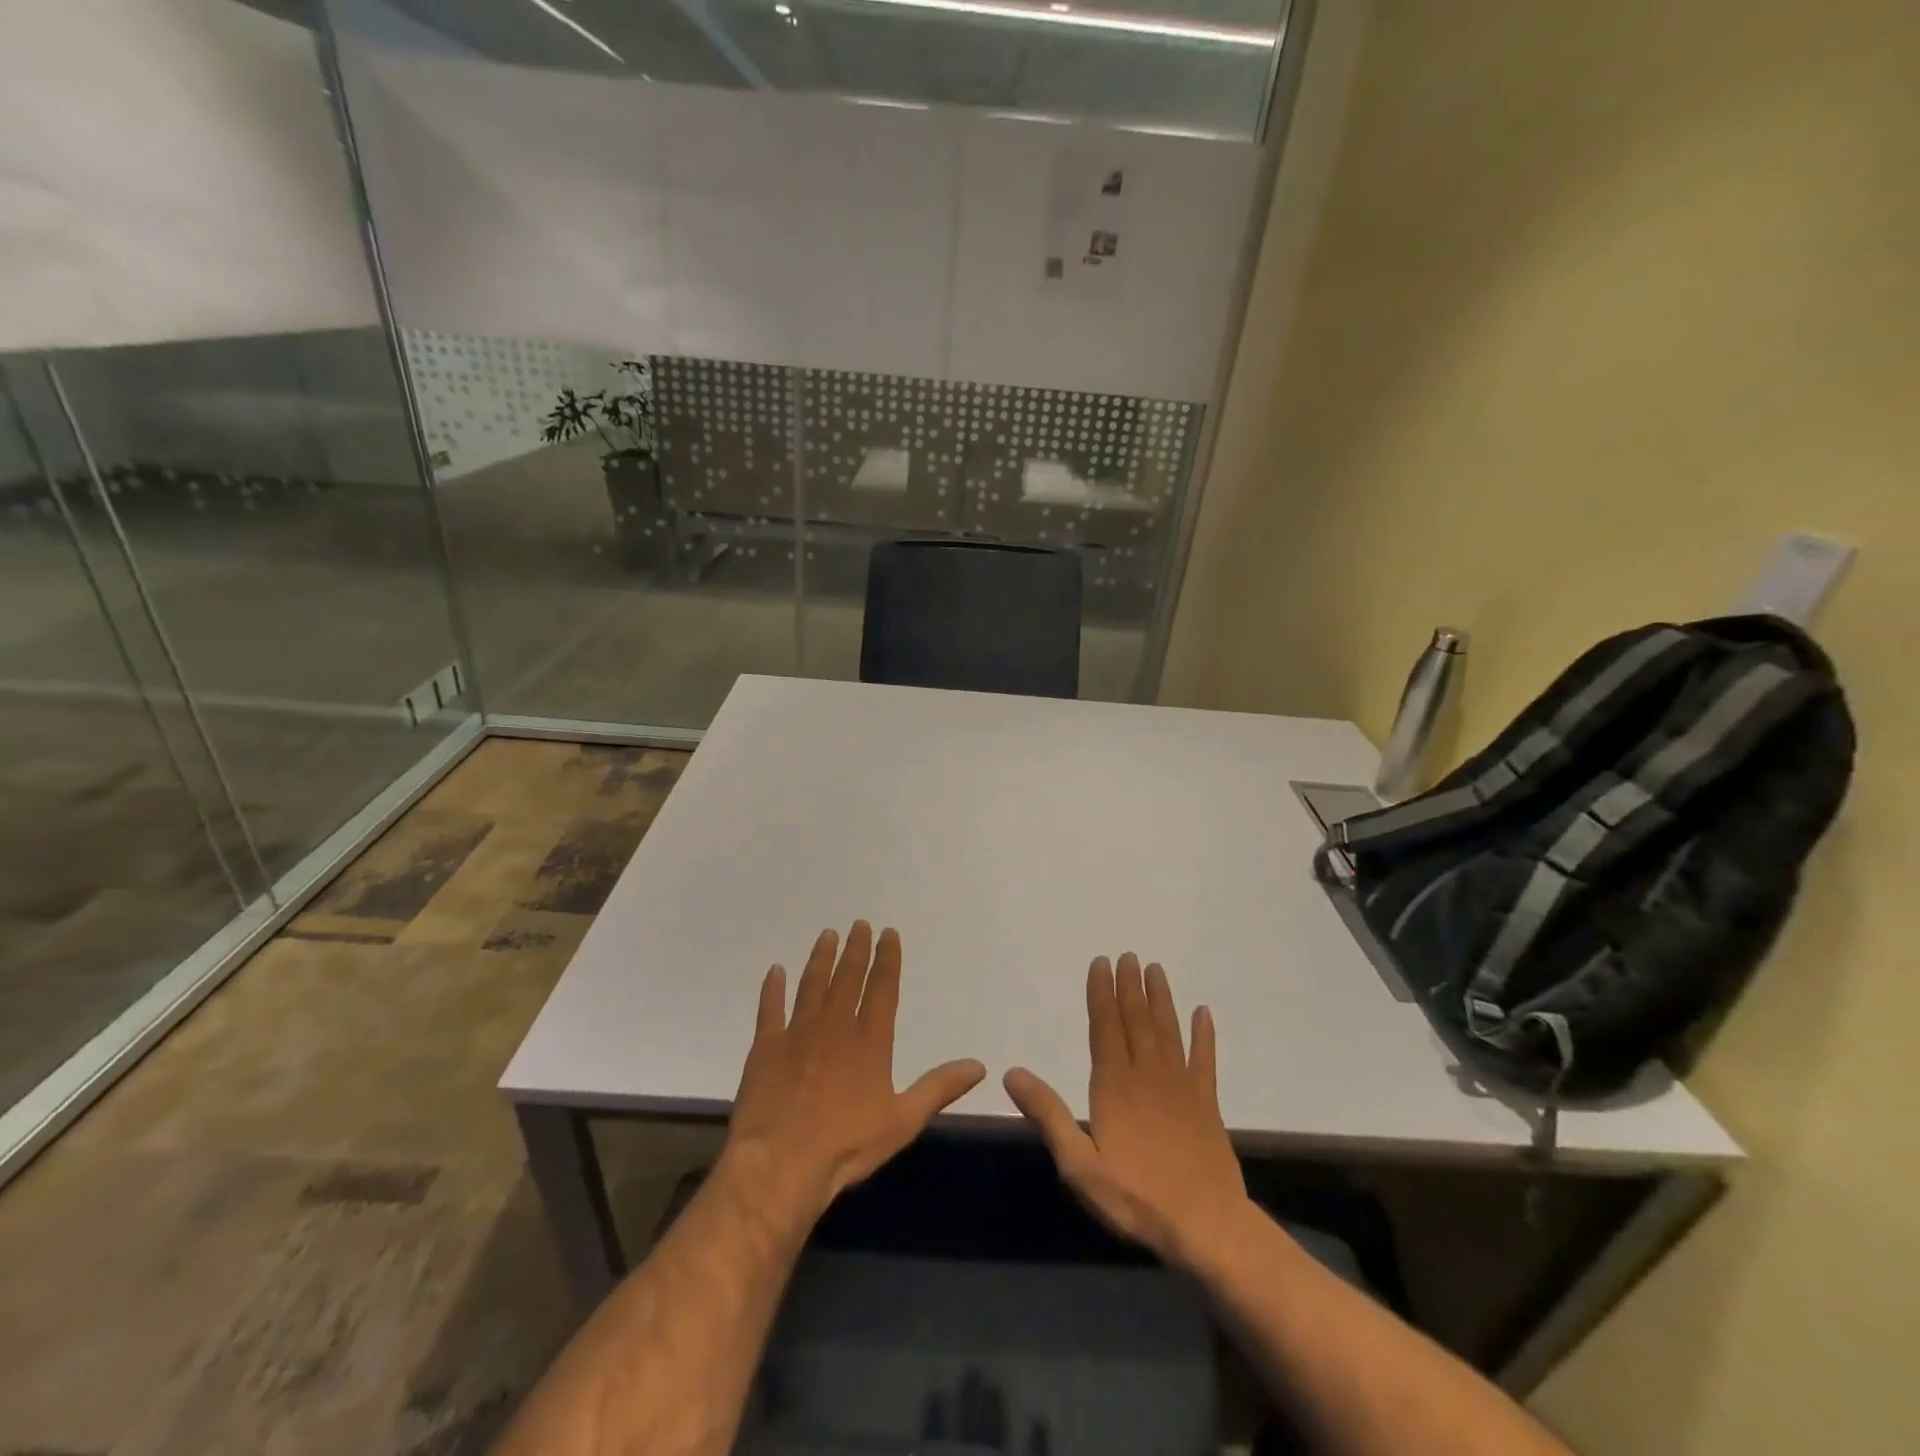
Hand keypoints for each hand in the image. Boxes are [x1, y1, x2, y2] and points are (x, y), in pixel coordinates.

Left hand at [723, 921, 985, 1228]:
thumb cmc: (846, 1144)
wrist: (780, 1163)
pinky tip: (775, 971)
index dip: (887, 958)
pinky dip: (772, 988)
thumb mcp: (903, 1121)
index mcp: (869, 1040)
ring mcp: (797, 1032)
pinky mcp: (766, 1047)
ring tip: (827, 935)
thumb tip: (978, 1065)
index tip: (888, 933)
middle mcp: (834, 1025)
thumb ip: (939, 1088)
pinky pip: (770, 1008)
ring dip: (821, 958)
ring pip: (811, 984)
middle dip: (855, 949)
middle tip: (859, 924)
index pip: (882, 987)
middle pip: (847, 977)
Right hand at [1004, 953, 1247, 1267]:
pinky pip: (1205, 1060)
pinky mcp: (1207, 1103)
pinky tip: (1204, 1013)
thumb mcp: (1079, 1165)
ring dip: (1161, 999)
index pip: (1105, 1027)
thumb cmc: (1136, 1197)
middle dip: (1130, 986)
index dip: (1101, 993)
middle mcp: (1147, 1074)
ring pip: (1168, 1031)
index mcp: (1114, 1085)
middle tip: (1129, 955)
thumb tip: (1012, 1074)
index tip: (1101, 963)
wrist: (1206, 1226)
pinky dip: (1205, 1035)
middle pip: (1137, 1020)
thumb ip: (1048, 1115)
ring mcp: (1181, 1086)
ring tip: (1156, 970)